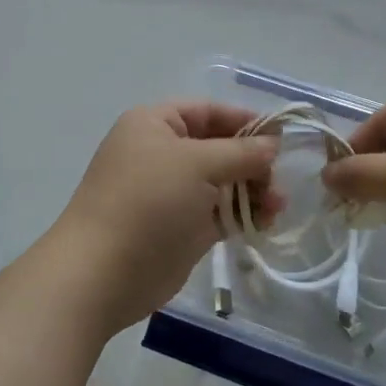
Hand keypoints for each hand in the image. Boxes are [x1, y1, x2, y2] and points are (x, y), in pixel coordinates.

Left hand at [53, 102, 277, 332]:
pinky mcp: (180, 228)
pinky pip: (218, 213)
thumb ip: (241, 151)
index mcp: (154, 124)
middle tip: (279, 180)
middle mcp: (161, 153)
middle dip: (252, 162)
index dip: (245, 120)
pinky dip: (242, 215)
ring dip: (252, 190)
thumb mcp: (198, 164)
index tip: (283, 136)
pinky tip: (265, 222)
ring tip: (277, 206)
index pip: (208, 112)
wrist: (102, 273)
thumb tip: (273, 144)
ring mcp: (170, 193)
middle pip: (218, 148)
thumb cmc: (148, 202)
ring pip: (222, 183)